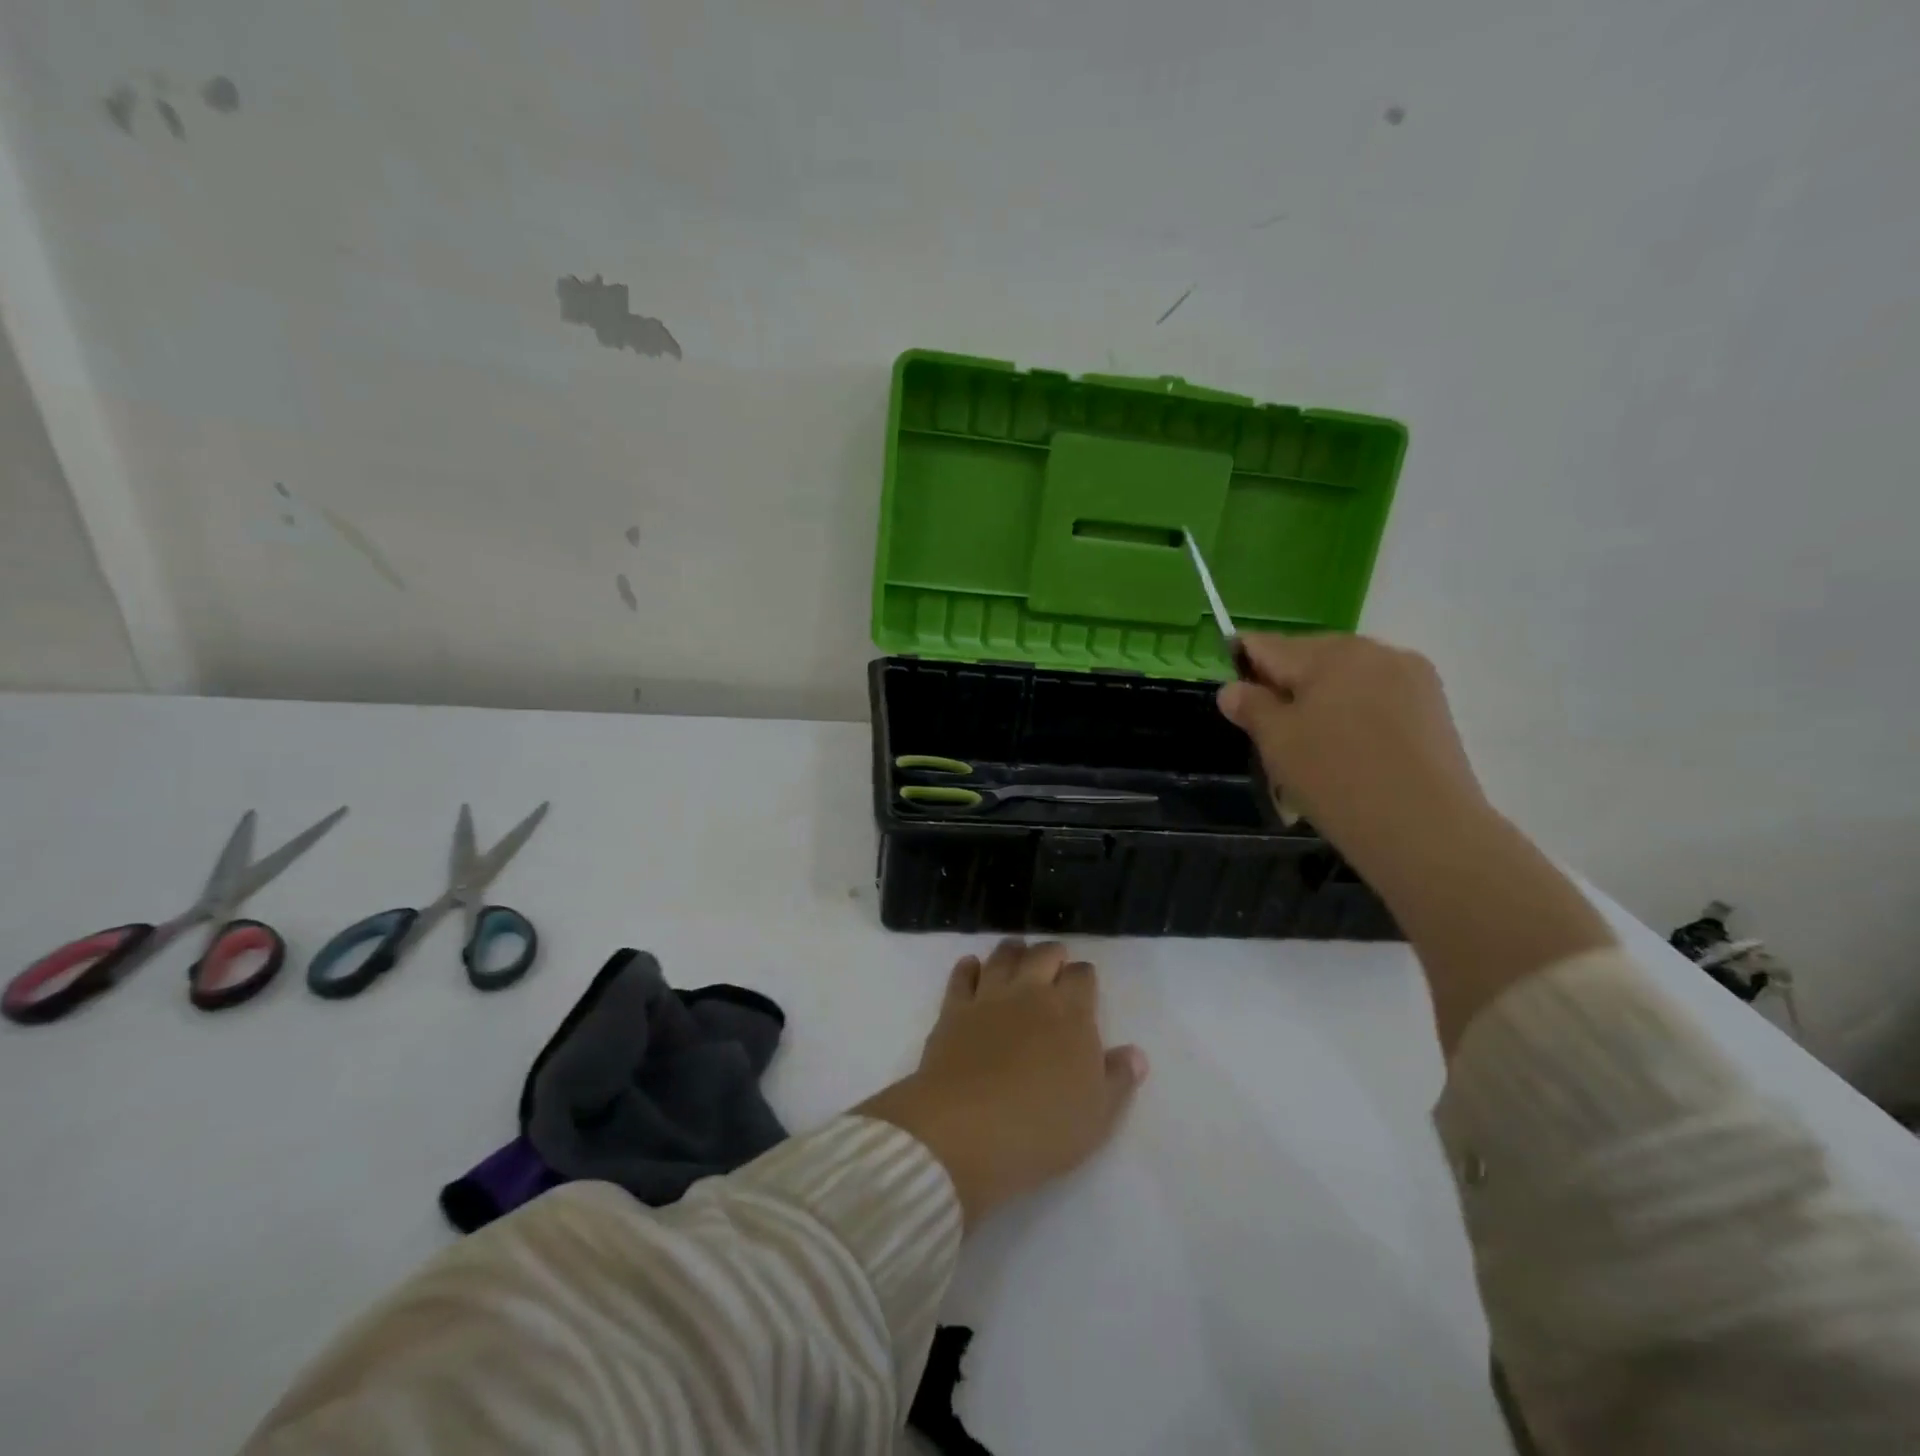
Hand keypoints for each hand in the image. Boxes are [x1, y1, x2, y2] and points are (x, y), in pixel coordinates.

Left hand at [858, 940, 1147, 1226]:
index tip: (1084, 984)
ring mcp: (989, 997)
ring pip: (1003, 957)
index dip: (1084, 976)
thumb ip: (1118, 1079)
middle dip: (1052, 954)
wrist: (967, 1128)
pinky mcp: (953, 1009)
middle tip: (1054, 959)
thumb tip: (1135, 1053)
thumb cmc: (1043, 1128)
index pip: (1082, 976)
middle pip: (1043, 956)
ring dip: (1013, 950)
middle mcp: (1030, 993)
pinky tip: (971, 966)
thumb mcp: (1097, 1116)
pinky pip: (962, 976)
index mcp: (1070, 1014)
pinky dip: (968, 967)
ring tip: (1017, 950)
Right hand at [1217, 633, 1491, 887]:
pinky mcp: (1434, 705)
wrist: (1425, 829)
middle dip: (1286, 683)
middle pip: (1311, 656)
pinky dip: (1355, 712)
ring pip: (1347, 676)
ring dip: (1322, 698)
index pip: (1268, 645)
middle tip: (1269, 728)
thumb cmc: (1336, 778)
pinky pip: (1377, 695)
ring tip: (1311, 743)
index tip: (1231, 689)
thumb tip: (1232, 689)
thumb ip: (1251, 707)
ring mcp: (1410, 676)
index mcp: (1330, 652)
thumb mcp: (1277, 743)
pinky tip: (1349, 749)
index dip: (1242, 662)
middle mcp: (1373, 650)